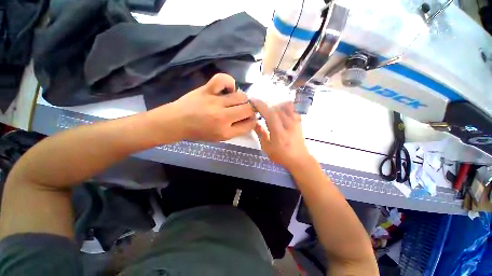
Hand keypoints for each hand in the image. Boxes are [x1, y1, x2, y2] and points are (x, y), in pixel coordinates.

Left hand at [170, 73, 255, 141]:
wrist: (176, 122)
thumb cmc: (199, 132)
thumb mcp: (220, 137)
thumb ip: (237, 130)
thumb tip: (250, 120)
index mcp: (226, 131)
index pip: (250, 124)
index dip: (253, 120)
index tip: (250, 118)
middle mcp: (223, 117)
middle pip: (248, 109)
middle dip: (251, 110)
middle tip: (244, 110)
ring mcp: (215, 102)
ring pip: (241, 96)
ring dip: (243, 99)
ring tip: (236, 101)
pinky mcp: (207, 90)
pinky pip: (223, 80)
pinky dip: (229, 83)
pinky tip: (229, 89)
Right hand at [251, 99, 312, 169]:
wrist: (299, 159)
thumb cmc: (281, 156)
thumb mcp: (267, 148)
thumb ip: (260, 134)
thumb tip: (254, 123)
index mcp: (279, 132)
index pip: (270, 114)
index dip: (261, 106)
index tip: (253, 101)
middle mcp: (288, 124)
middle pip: (276, 108)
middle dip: (266, 106)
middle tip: (259, 110)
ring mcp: (295, 121)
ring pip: (284, 106)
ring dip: (275, 106)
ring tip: (270, 112)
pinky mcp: (299, 121)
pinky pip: (293, 108)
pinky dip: (285, 106)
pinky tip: (281, 111)